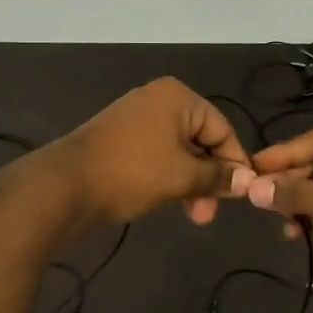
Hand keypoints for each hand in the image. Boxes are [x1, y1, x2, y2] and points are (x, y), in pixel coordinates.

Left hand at [55, 78, 253, 226]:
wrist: (65, 186)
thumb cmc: (131, 173)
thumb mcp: (182, 177)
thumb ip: (217, 176)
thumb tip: (247, 180)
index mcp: (177, 97)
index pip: (222, 129)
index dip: (235, 163)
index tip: (242, 196)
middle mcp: (158, 100)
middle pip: (201, 139)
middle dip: (209, 177)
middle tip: (209, 214)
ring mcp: (136, 119)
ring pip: (179, 151)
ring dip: (191, 182)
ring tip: (194, 215)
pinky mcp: (121, 139)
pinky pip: (158, 155)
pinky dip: (170, 177)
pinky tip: (172, 202)